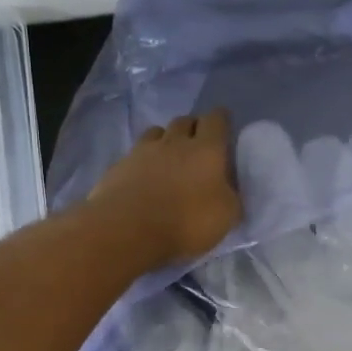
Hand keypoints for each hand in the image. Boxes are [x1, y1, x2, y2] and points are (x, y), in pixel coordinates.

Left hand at [88, 110, 242, 267]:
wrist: (128, 230)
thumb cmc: (187, 222)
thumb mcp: (227, 216)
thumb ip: (231, 195)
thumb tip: (229, 188)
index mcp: (206, 149)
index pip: (216, 120)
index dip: (221, 120)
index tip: (224, 126)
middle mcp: (175, 142)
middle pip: (185, 120)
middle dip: (193, 127)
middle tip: (198, 144)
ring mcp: (143, 151)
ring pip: (157, 132)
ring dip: (166, 139)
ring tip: (169, 156)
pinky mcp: (120, 165)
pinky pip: (136, 153)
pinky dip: (144, 159)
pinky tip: (144, 176)